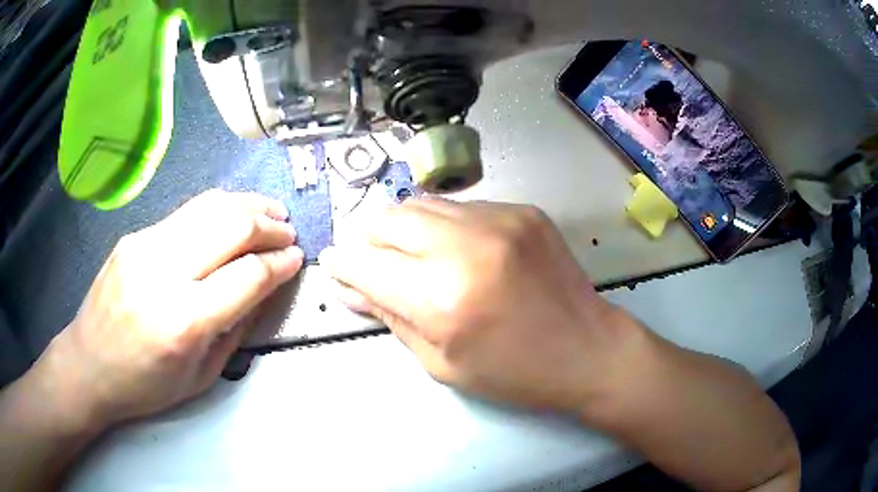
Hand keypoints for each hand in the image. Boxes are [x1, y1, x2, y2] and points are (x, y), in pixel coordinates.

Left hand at [39, 190, 302, 429]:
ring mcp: (145, 246)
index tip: (296, 259)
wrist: (88, 364)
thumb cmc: (145, 385)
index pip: (247, 276)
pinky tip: (230, 216)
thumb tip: (263, 289)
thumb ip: (236, 329)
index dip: (280, 264)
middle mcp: (164, 273)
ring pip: (209, 208)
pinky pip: (185, 213)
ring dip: (246, 206)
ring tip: (269, 211)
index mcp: (184, 322)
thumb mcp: (201, 376)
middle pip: (230, 228)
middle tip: (287, 231)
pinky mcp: (134, 236)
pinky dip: (217, 210)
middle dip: (268, 226)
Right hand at [319, 199, 639, 412]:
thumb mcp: (441, 361)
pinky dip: (447, 226)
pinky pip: (462, 207)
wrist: (588, 350)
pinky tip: (463, 252)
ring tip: (417, 256)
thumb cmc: (513, 373)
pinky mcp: (523, 210)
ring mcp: (499, 219)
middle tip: (375, 262)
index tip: (333, 264)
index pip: (366, 264)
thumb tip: (347, 288)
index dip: (341, 264)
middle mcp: (466, 246)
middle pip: (388, 218)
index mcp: (441, 298)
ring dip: (407, 228)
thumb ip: (389, 316)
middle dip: (370, 239)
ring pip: (422, 204)